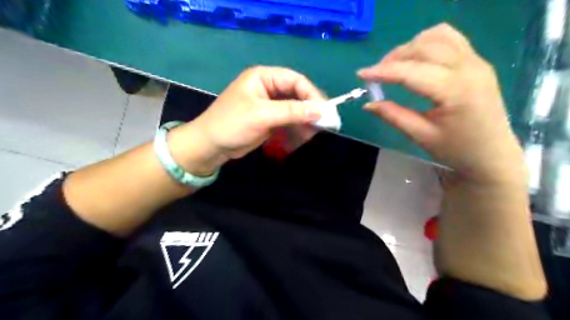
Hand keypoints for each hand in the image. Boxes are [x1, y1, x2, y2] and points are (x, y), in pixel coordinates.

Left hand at [169, 64, 324, 174]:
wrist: (211, 146)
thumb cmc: (232, 124)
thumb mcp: (262, 115)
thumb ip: (292, 111)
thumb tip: (321, 110)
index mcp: (264, 77)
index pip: (295, 80)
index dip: (312, 94)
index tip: (324, 111)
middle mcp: (269, 88)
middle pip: (297, 94)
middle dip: (310, 109)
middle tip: (323, 124)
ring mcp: (270, 104)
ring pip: (295, 108)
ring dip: (305, 120)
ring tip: (313, 132)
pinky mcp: (270, 119)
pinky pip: (289, 120)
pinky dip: (297, 127)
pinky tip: (303, 135)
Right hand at [360, 24, 524, 186]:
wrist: (492, 154)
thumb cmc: (457, 150)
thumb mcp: (421, 136)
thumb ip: (394, 116)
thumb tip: (368, 104)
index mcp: (456, 90)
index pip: (412, 72)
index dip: (383, 72)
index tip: (361, 75)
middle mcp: (469, 67)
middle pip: (424, 47)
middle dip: (394, 58)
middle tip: (376, 75)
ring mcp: (476, 61)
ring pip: (437, 36)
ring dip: (410, 47)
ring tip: (394, 66)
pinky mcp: (476, 61)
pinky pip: (449, 39)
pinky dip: (427, 42)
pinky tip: (416, 59)